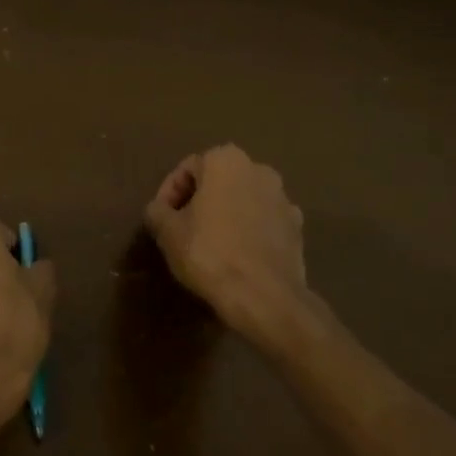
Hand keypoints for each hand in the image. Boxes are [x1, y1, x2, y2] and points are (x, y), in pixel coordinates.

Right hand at [144, 145, 308, 346]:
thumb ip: (157, 211)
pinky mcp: (297, 227)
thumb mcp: (167, 232)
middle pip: (218, 181)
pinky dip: (249, 231)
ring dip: (226, 215)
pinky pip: (264, 222)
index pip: (187, 169)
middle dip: (200, 201)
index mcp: (226, 160)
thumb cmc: (209, 253)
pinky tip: (238, 256)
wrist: (264, 295)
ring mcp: (284, 198)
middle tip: (183, 229)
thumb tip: (158, 210)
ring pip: (244, 200)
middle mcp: (259, 169)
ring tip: (210, 244)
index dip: (169, 193)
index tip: (162, 219)